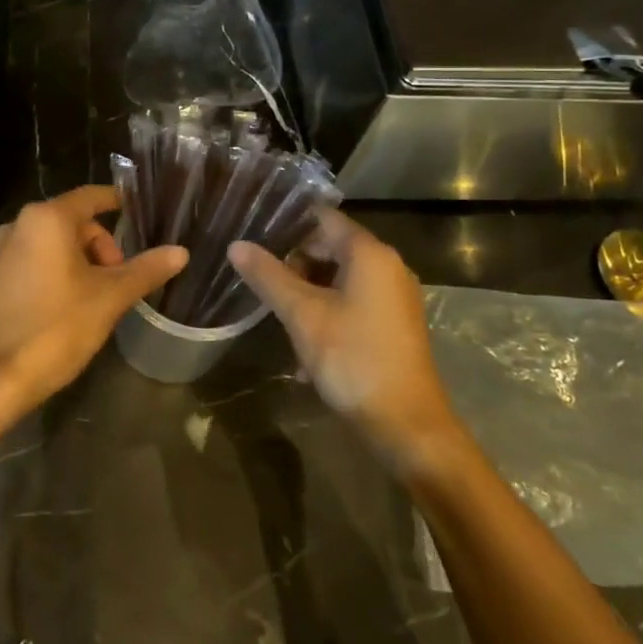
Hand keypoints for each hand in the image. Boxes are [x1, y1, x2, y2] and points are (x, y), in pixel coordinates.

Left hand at [0, 186, 186, 426]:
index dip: (117, 201)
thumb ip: (146, 270)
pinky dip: (58, 274)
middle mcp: (19, 226)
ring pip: (54, 244)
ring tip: (98, 299)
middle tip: (119, 282)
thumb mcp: (109, 298)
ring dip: (81, 262)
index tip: (139, 211)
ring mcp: (1, 253)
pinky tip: (69, 308)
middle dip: (102, 247)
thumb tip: (181, 252)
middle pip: (74, 222)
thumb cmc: (56, 328)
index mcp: (47, 219)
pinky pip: (35, 262)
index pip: (91, 197)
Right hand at [229, 209, 458, 467]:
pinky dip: (326, 312)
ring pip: (338, 279)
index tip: (253, 231)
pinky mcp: (393, 325)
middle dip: (294, 263)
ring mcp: (393, 297)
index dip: (287, 222)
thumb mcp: (302, 315)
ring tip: (277, 315)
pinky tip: (303, 346)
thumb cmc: (353, 359)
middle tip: (259, 280)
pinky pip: (352, 303)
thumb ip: (268, 276)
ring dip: (306, 292)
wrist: (406, 425)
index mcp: (370, 254)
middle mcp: (387, 267)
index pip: (323, 218)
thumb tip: (236, 245)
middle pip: (330, 247)